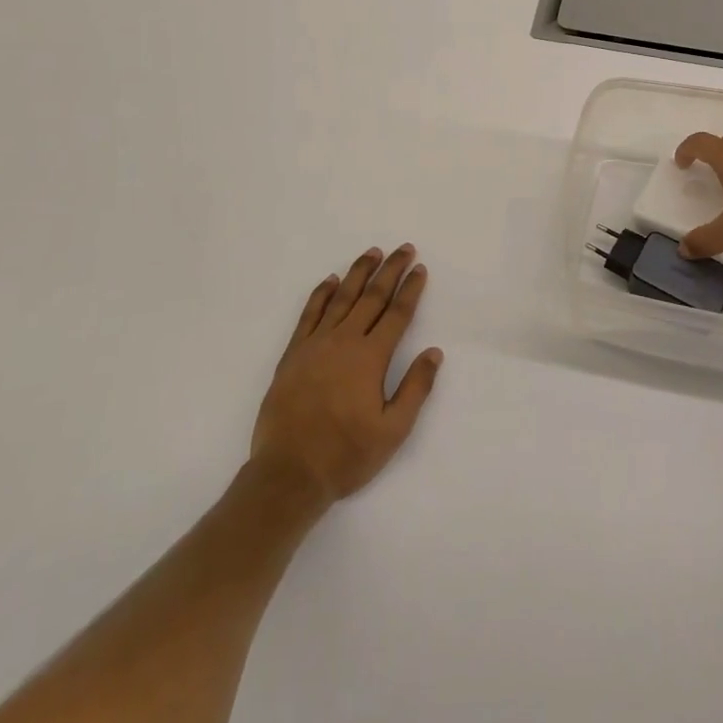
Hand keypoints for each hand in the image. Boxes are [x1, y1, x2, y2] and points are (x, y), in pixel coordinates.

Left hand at [250, 245, 442, 504]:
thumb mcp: (392, 431)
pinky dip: (321, 294)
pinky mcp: (293, 354)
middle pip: (372, 297)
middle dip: (390, 271)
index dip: (411, 289)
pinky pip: (309, 314)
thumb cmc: (346, 454)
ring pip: (341, 298)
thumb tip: (434, 352)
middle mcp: (344, 341)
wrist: (288, 473)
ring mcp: (315, 345)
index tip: (420, 268)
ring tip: (372, 253)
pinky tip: (330, 281)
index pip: (397, 314)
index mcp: (371, 358)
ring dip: (358, 273)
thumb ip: (415, 388)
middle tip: (404, 249)